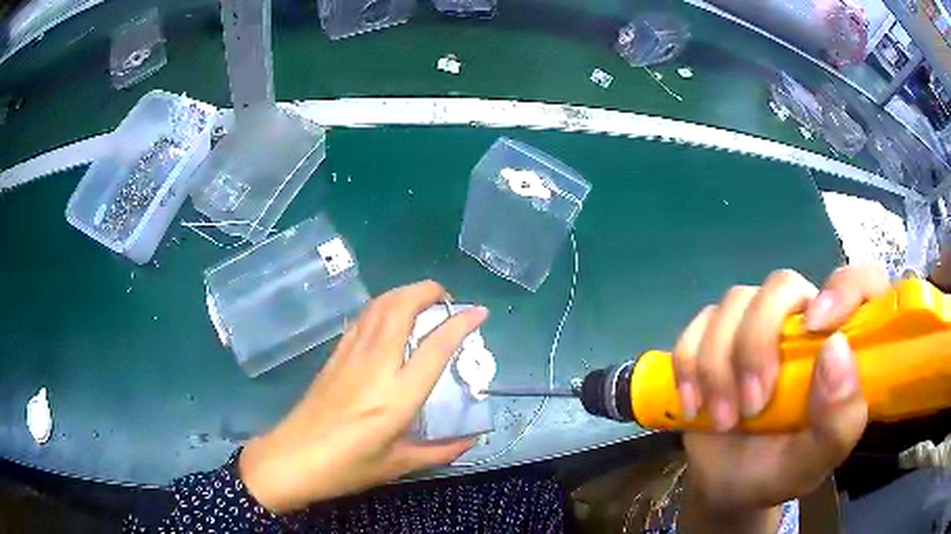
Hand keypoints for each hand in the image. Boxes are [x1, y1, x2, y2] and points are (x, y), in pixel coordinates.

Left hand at [238, 281, 487, 513]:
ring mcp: (350, 357)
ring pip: (378, 307)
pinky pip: (362, 319)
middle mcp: (375, 366)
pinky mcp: (334, 357)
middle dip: (427, 291)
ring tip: (422, 299)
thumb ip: (439, 451)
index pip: (435, 347)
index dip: (460, 324)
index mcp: (397, 396)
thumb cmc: (346, 467)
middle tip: (446, 298)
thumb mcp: (397, 465)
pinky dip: (381, 306)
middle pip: (401, 309)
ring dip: (403, 293)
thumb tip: (469, 440)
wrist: (292, 459)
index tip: (478, 312)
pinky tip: (388, 316)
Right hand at [674, 265, 888, 522]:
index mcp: (841, 344)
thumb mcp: (815, 461)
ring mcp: (756, 325)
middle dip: (758, 343)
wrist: (724, 485)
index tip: (817, 327)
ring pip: (734, 303)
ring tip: (723, 420)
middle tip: (752, 406)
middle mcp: (802, 322)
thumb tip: (835, 349)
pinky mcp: (716, 336)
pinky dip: (689, 365)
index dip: (845, 287)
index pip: (860, 282)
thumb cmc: (779, 473)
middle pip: (781, 286)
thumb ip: (839, 419)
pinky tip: (694, 406)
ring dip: (719, 365)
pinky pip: (697, 325)